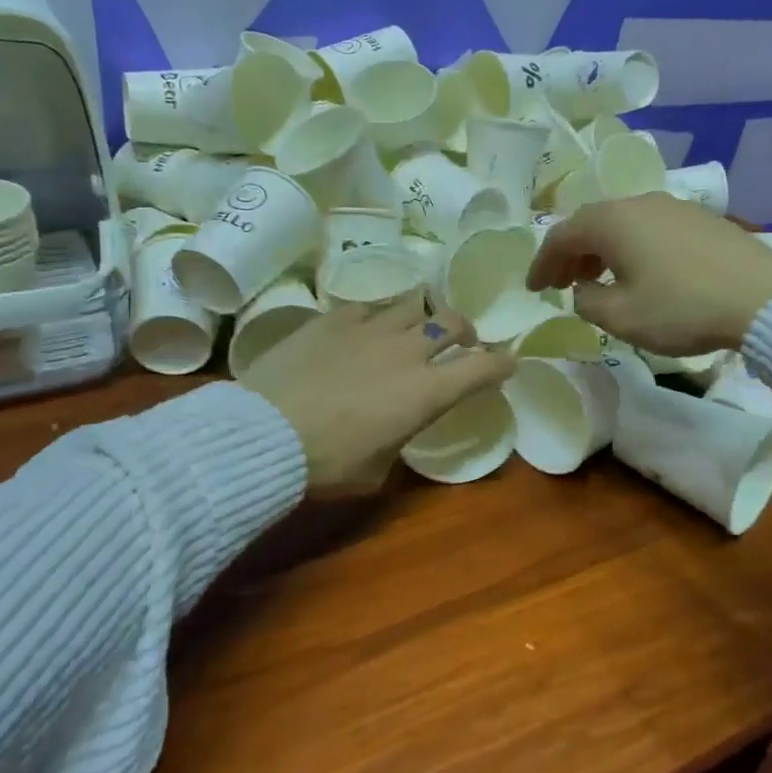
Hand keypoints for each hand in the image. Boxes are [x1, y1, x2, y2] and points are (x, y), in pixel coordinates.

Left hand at [239, 297, 514, 496]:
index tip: (507, 362)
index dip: (501, 363)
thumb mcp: (376, 469)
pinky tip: (366, 328)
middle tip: (459, 342)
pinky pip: (369, 306)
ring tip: (414, 326)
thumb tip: (394, 426)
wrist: (264, 432)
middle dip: (465, 330)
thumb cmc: (326, 463)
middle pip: (453, 321)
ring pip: (413, 303)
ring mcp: (369, 328)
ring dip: (423, 315)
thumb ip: (398, 438)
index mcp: (426, 393)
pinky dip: (378, 316)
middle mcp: (407, 351)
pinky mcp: (333, 318)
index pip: (482, 368)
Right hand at [527, 193, 771, 356]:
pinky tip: (640, 273)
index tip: (532, 289)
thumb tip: (584, 290)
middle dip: (570, 255)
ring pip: (622, 225)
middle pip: (591, 224)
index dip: (541, 263)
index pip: (561, 236)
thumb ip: (587, 301)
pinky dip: (632, 248)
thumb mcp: (621, 317)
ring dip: (601, 251)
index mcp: (612, 221)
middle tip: (560, 283)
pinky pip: (650, 229)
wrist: (763, 299)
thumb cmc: (681, 308)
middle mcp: (638, 203)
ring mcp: (673, 207)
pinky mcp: (700, 220)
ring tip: (597, 280)